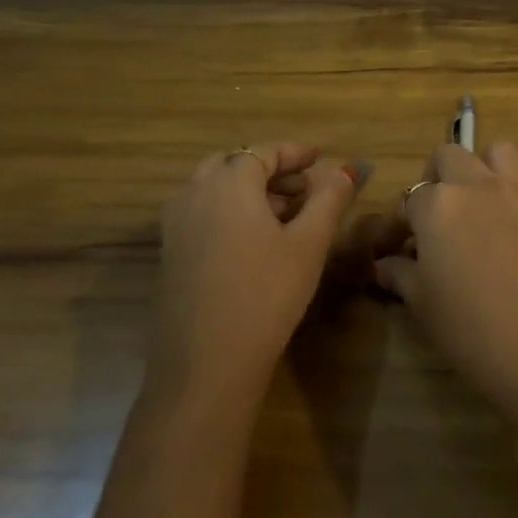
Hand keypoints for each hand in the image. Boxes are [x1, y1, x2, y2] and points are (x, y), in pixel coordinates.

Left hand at [152, 142, 358, 412]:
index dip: (294, 152)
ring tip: (285, 212)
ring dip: (248, 189)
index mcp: (228, 183)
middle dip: (269, 169)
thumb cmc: (266, 295)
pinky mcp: (170, 254)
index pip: (263, 152)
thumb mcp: (309, 244)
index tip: (320, 157)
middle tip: (302, 186)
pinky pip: (201, 213)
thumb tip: (347, 170)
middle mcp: (194, 194)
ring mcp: (175, 225)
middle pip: (233, 163)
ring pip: (214, 188)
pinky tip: (254, 240)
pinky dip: (228, 210)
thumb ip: (330, 199)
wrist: (206, 366)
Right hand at [378, 143, 517, 447]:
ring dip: (488, 170)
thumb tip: (383, 264)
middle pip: (451, 155)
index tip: (401, 245)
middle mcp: (481, 185)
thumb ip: (400, 274)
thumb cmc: (475, 335)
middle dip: (439, 178)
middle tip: (440, 215)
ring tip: (486, 204)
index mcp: (439, 205)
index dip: (402, 221)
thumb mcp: (424, 306)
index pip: (409, 197)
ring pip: (501, 152)